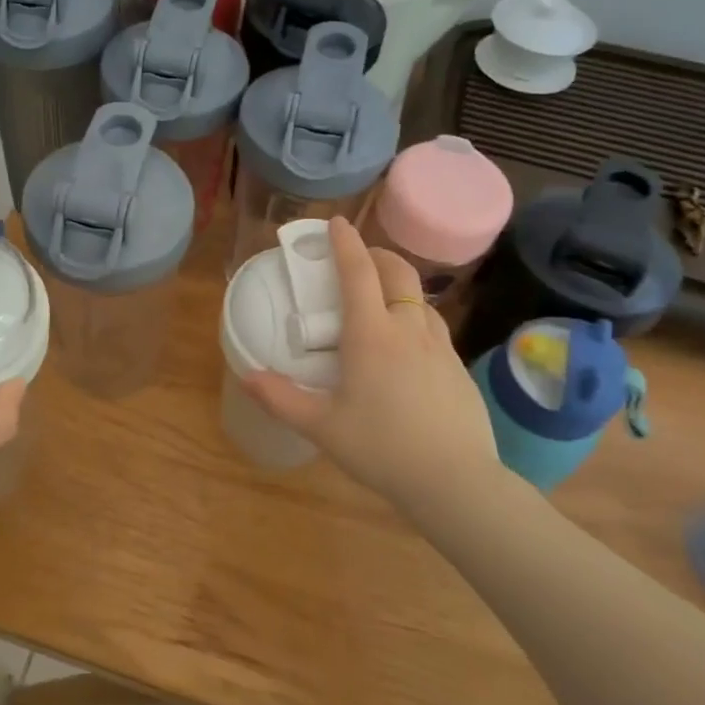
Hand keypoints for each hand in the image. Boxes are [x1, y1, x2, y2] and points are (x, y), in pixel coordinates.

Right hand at [242, 216, 502, 512]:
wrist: (455, 482)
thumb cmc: (381, 448)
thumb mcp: (321, 427)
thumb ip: (281, 399)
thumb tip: (246, 375)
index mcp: (371, 334)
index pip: (358, 272)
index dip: (345, 243)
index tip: (335, 223)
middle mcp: (408, 329)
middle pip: (398, 272)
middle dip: (377, 255)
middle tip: (358, 258)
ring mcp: (440, 347)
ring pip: (420, 298)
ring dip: (399, 285)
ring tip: (380, 301)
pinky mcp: (458, 368)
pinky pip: (433, 327)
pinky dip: (415, 317)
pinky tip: (406, 346)